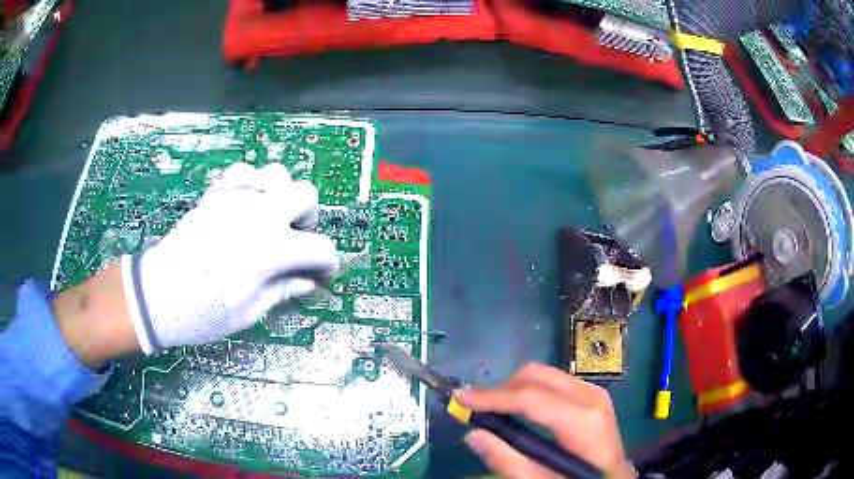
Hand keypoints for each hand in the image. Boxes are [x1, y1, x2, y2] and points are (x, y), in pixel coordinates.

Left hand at [121, 162, 338, 353]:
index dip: (327, 264)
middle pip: (306, 195)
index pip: (321, 248)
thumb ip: (283, 289)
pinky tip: (245, 205)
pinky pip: (242, 172)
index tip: (320, 275)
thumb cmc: (205, 311)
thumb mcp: (250, 310)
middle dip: (308, 219)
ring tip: (270, 219)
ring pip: (277, 173)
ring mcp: (236, 198)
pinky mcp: (216, 195)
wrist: (158, 295)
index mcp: (273, 248)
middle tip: (294, 241)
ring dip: (281, 196)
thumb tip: (306, 281)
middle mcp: (260, 214)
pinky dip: (251, 184)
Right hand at [454, 363, 634, 478]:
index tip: (460, 397)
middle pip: (537, 375)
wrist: (614, 477)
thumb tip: (472, 434)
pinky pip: (553, 381)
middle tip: (476, 407)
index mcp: (583, 421)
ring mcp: (593, 391)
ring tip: (493, 409)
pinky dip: (530, 390)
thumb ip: (508, 461)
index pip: (531, 398)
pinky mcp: (591, 393)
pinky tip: (518, 408)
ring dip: (514, 387)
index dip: (492, 396)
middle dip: (502, 388)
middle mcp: (590, 396)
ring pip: (544, 374)